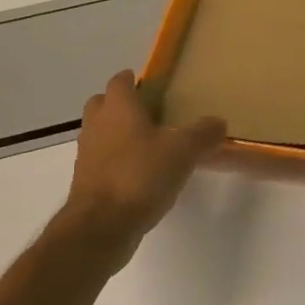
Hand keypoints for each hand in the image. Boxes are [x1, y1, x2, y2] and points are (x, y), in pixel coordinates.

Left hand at [56, 71, 225, 244]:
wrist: (102, 225)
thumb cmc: (141, 175)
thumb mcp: (183, 151)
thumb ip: (203, 133)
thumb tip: (218, 122)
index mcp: (118, 108)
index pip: (120, 81)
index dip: (134, 79)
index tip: (152, 85)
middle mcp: (97, 124)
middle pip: (103, 104)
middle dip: (121, 104)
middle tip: (150, 113)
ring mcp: (87, 153)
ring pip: (100, 132)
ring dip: (118, 133)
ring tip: (149, 144)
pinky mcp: (86, 180)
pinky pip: (101, 159)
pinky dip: (116, 160)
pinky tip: (140, 173)